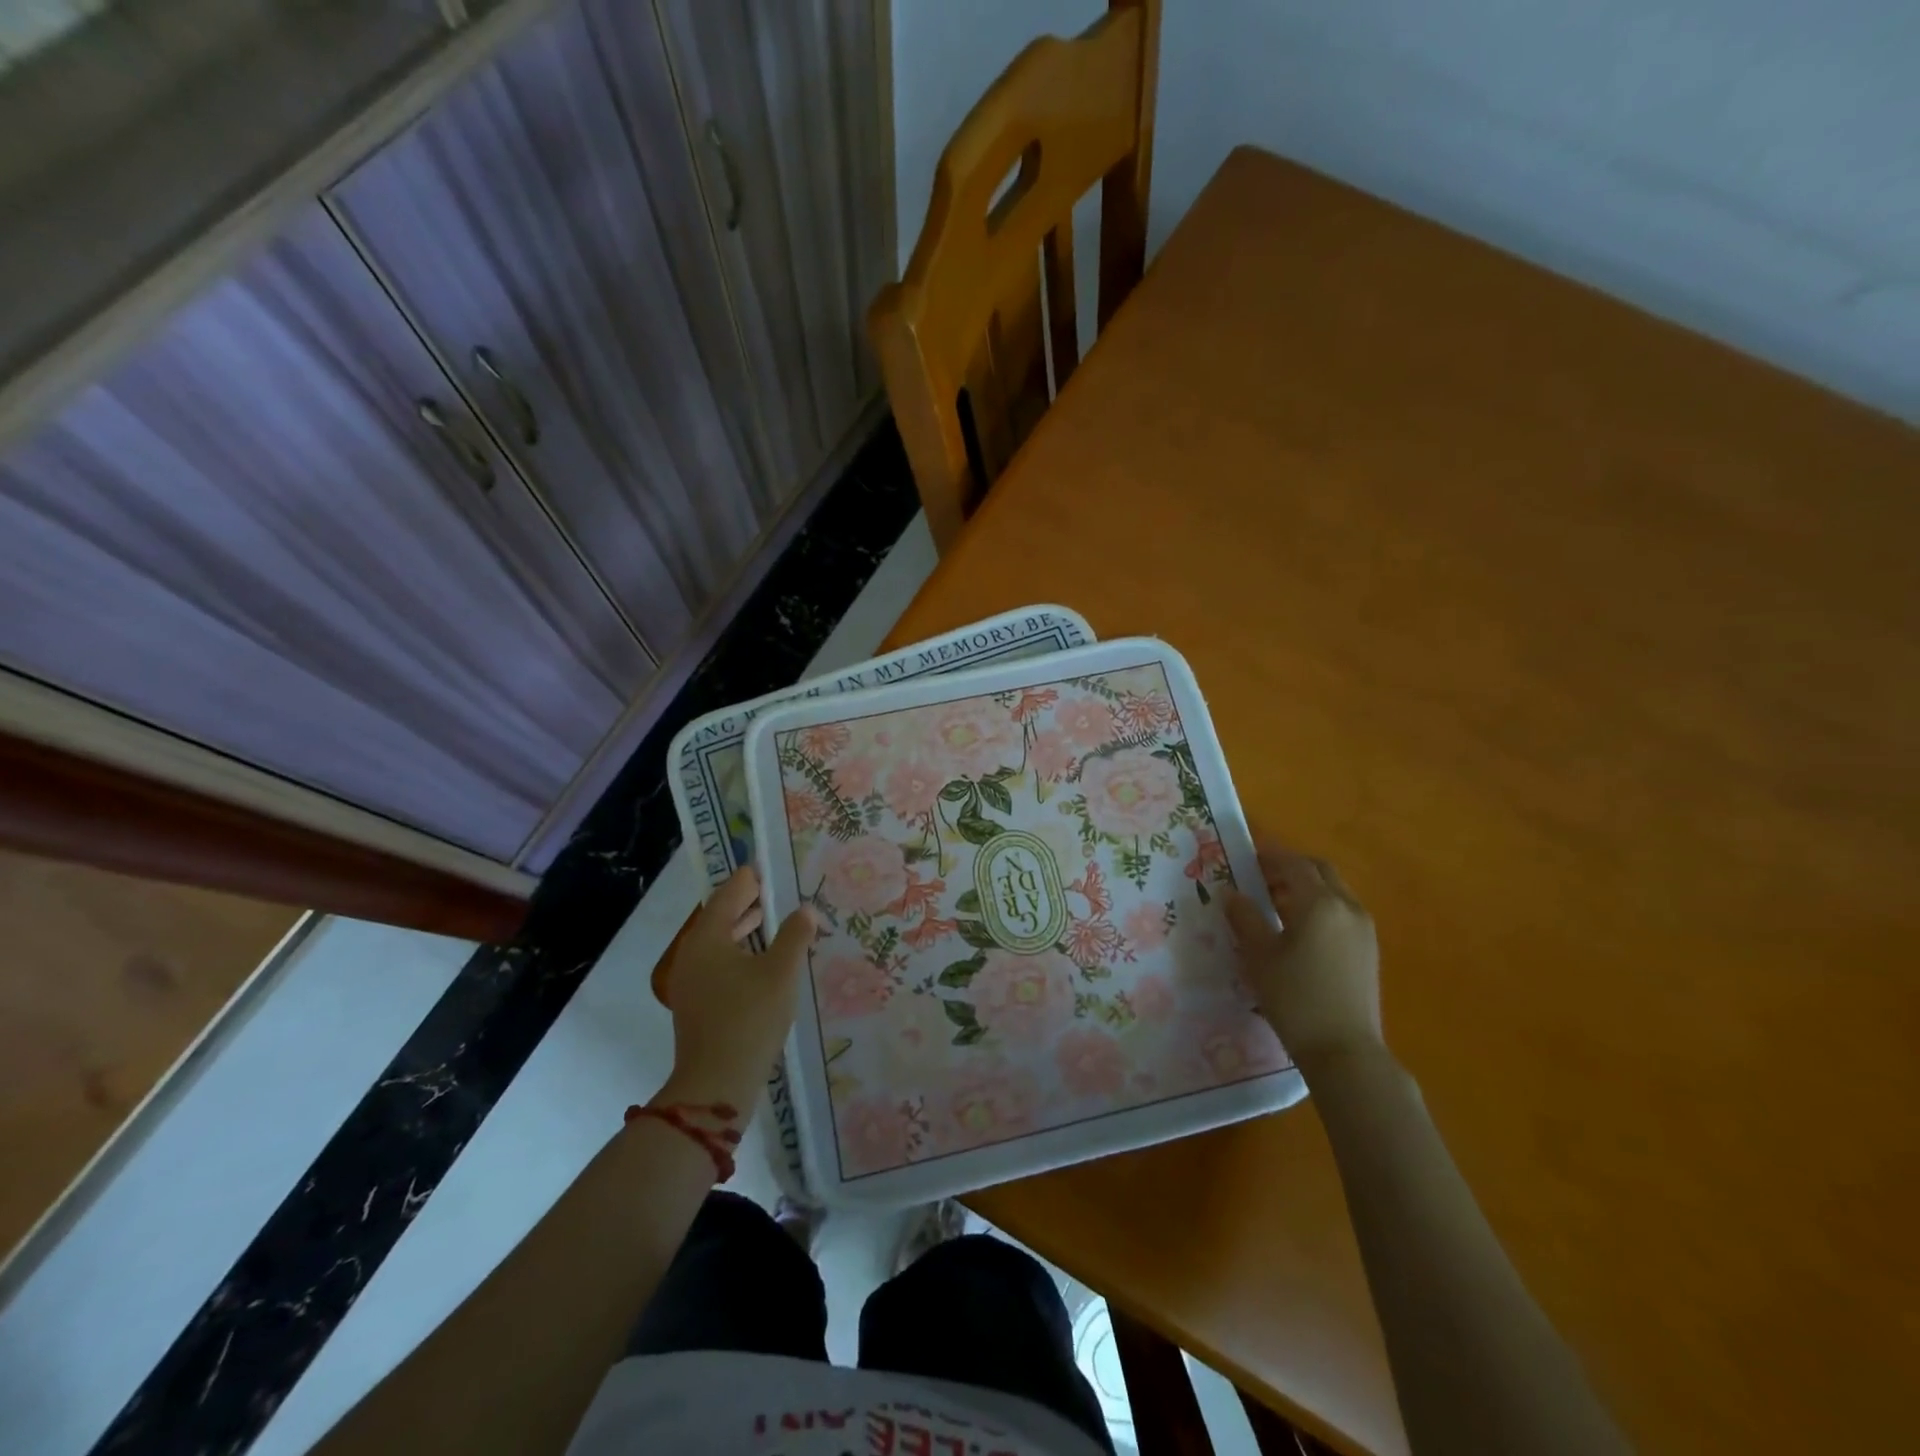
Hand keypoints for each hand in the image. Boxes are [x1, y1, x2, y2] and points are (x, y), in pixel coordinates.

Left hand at [657, 868, 815, 1115]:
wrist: (716, 1083)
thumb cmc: (749, 1018)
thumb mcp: (781, 972)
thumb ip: (795, 936)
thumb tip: (806, 910)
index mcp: (708, 937)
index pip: (729, 893)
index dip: (749, 879)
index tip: (768, 867)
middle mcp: (692, 953)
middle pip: (720, 916)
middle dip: (747, 902)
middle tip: (775, 889)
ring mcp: (690, 980)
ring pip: (718, 942)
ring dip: (743, 928)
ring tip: (771, 919)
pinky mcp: (695, 1002)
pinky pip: (717, 963)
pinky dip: (738, 951)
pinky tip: (761, 960)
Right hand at [1224, 836, 1382, 1068]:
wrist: (1344, 1050)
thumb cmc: (1295, 998)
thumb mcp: (1259, 956)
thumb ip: (1244, 918)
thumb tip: (1231, 894)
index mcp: (1319, 903)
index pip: (1293, 864)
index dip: (1269, 855)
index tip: (1245, 855)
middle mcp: (1347, 907)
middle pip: (1319, 871)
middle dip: (1290, 867)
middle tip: (1260, 877)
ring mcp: (1363, 929)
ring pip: (1333, 890)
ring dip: (1305, 886)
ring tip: (1274, 902)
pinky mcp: (1369, 949)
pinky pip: (1341, 911)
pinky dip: (1319, 906)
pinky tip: (1297, 928)